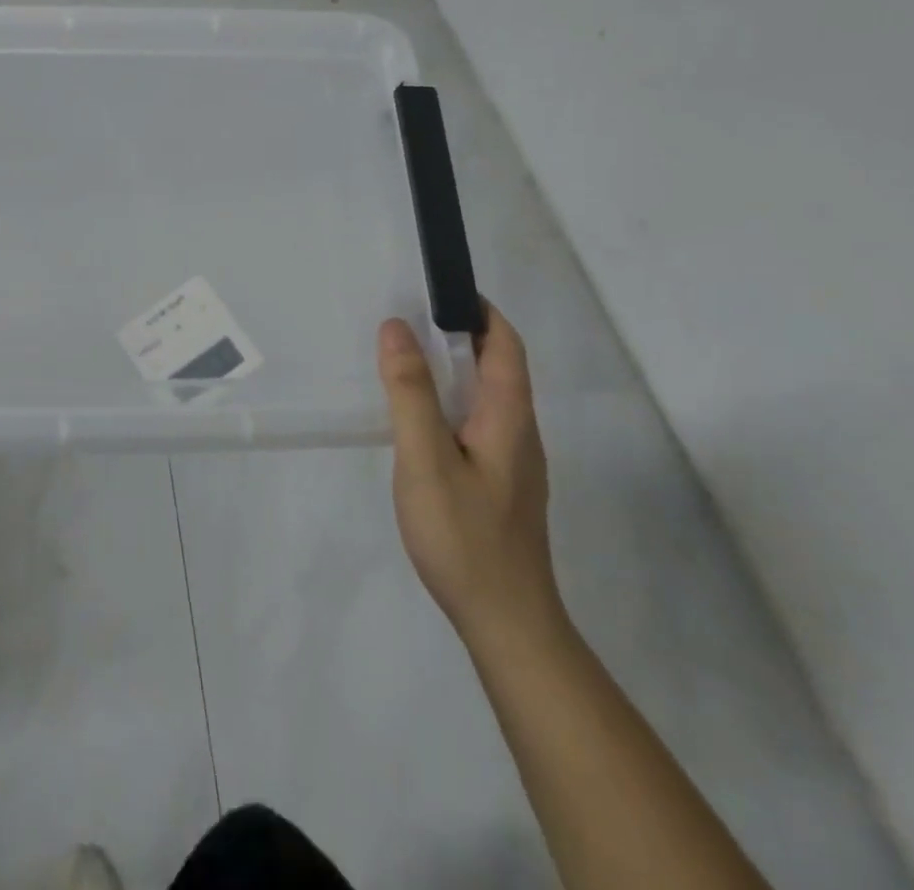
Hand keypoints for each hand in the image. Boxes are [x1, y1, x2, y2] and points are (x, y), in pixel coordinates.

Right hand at [380, 304, 565, 659]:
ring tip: (401, 361)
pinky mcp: (498, 484)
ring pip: (484, 397)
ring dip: (450, 369)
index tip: (436, 289)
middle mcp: (518, 431)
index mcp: (509, 415)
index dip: (478, 309)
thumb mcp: (426, 458)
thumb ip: (410, 392)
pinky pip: (475, 423)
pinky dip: (447, 402)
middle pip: (496, 365)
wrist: (507, 624)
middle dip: (456, 334)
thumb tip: (396, 327)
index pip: (505, 343)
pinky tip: (415, 420)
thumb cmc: (465, 536)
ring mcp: (511, 461)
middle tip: (403, 321)